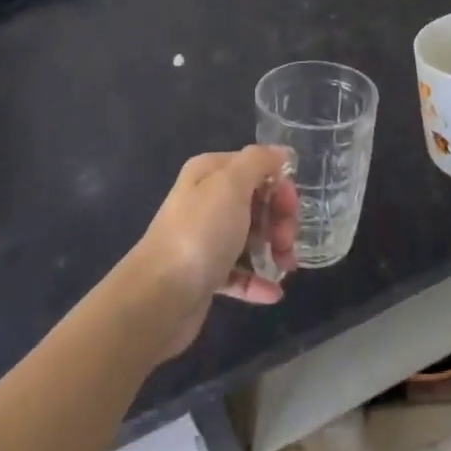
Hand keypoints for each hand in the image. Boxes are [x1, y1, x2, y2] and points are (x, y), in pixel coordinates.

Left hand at [128, 146, 298, 357]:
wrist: (159, 297)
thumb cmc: (200, 233)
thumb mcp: (231, 184)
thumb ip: (258, 161)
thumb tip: (280, 152)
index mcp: (209, 173)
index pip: (255, 167)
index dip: (279, 185)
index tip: (291, 208)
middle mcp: (206, 201)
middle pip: (256, 202)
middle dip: (279, 220)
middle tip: (286, 242)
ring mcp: (205, 238)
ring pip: (251, 237)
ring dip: (274, 249)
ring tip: (285, 268)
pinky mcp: (205, 274)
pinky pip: (239, 272)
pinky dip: (258, 280)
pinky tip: (274, 291)